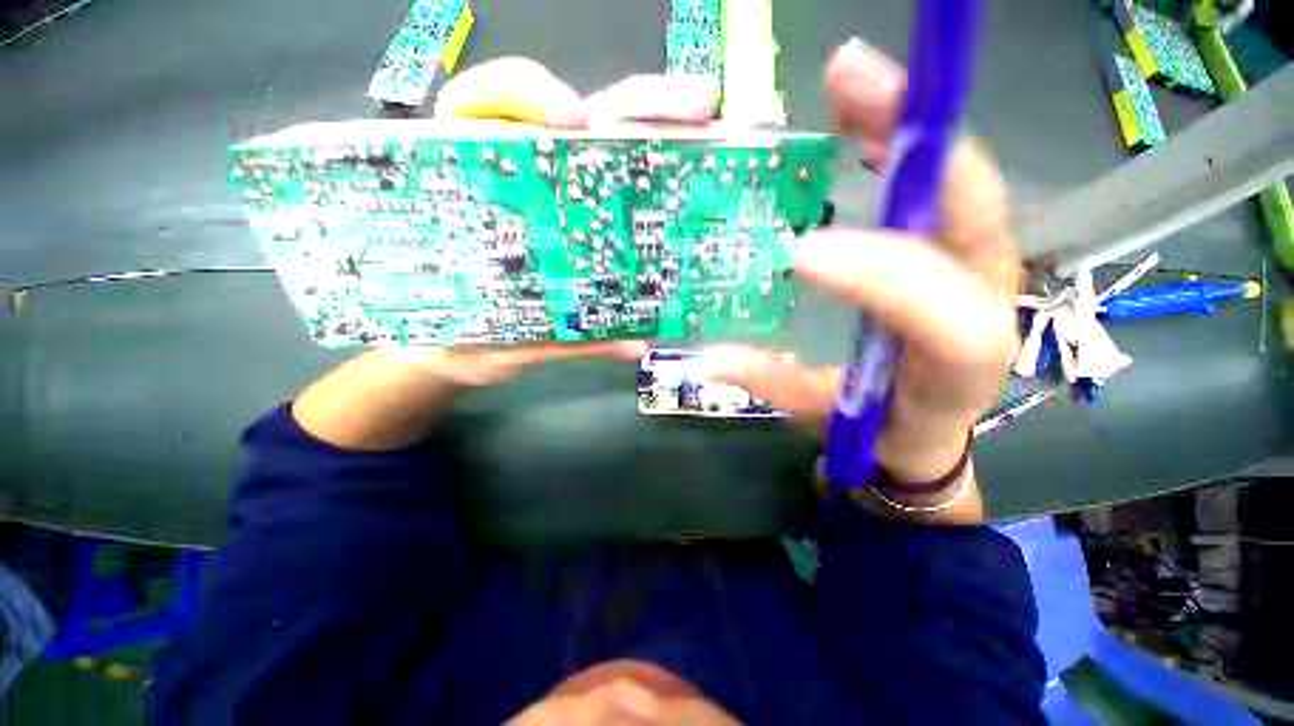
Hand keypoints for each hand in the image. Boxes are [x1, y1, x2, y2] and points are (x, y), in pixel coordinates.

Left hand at [293, 59, 721, 449]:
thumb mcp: (501, 340)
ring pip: (606, 143)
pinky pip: (618, 191)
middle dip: (637, 105)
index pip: (487, 104)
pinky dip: (653, 182)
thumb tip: (630, 345)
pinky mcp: (580, 222)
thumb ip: (558, 341)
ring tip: (706, 133)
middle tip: (697, 108)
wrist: (457, 355)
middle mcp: (520, 177)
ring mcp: (558, 196)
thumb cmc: (463, 340)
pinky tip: (682, 191)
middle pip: (576, 116)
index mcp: (470, 187)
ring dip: (659, 134)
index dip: (528, 95)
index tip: (573, 122)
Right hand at [702, 40, 1020, 520]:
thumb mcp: (824, 413)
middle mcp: (985, 299)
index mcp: (958, 363)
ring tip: (851, 83)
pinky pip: (938, 188)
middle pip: (971, 212)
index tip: (805, 255)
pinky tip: (864, 123)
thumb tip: (707, 358)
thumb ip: (771, 382)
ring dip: (906, 128)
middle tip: (850, 86)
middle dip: (912, 147)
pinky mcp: (956, 249)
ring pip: (960, 184)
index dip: (879, 277)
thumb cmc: (879, 429)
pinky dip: (902, 148)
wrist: (923, 433)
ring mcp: (978, 265)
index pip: (940, 311)